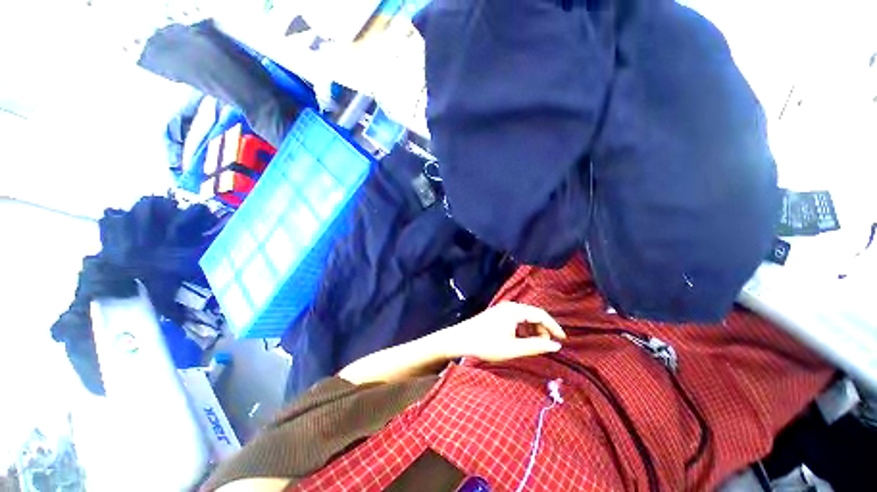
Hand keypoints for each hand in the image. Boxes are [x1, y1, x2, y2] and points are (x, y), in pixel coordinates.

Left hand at [435, 302, 566, 361]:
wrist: (460, 339)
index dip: (554, 326)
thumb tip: (556, 345)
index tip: (563, 339)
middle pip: (533, 314)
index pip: (541, 314)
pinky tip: (521, 339)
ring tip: (534, 344)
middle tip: (547, 345)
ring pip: (524, 316)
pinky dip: (523, 328)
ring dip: (532, 329)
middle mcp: (509, 306)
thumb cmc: (486, 344)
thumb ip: (536, 346)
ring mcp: (501, 309)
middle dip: (543, 328)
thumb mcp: (513, 348)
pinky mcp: (496, 314)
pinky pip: (515, 318)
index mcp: (514, 311)